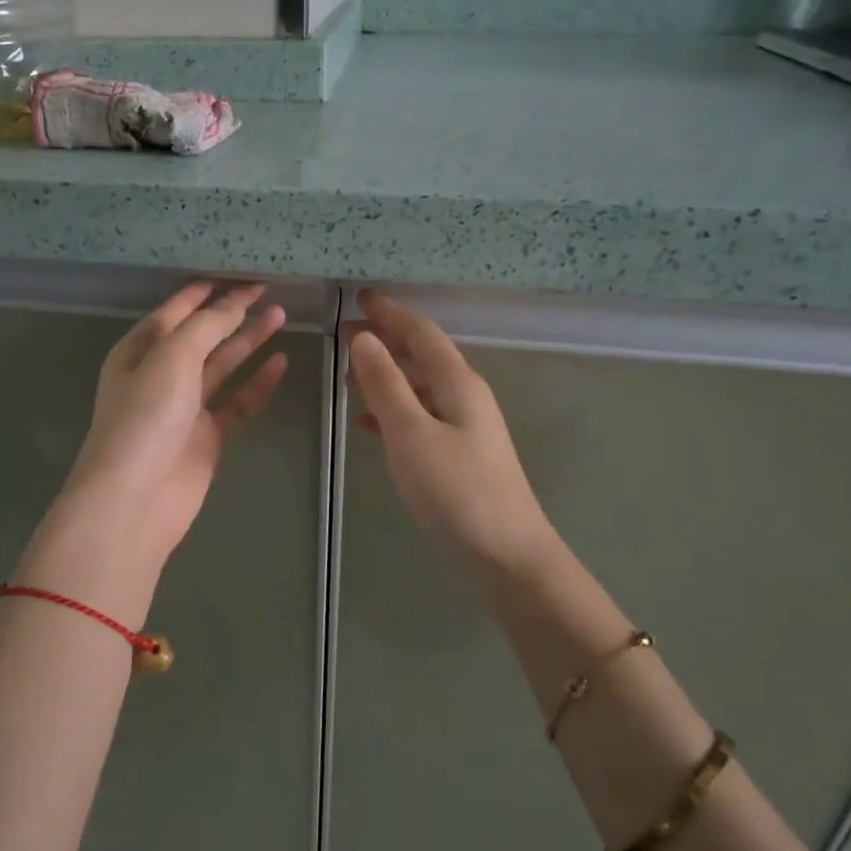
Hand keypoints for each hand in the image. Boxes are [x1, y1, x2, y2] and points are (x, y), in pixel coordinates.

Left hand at [57, 282, 287, 566]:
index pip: (175, 311)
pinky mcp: (206, 436)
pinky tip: (280, 362)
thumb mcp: (172, 357)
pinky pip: (236, 402)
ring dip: (248, 342)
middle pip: (201, 336)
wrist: (137, 497)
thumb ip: (206, 327)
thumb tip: (233, 304)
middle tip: (268, 291)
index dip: (205, 292)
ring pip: (222, 366)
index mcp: (139, 351)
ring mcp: (184, 408)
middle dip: (232, 313)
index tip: (238, 275)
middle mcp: (159, 375)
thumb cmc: (146, 417)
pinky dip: (257, 383)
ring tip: (280, 316)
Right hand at [347, 289, 556, 573]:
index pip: (421, 333)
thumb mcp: (411, 433)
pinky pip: (420, 417)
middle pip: (422, 356)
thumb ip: (386, 384)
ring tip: (348, 376)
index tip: (359, 298)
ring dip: (385, 376)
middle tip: (344, 334)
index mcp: (457, 382)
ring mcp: (465, 426)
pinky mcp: (459, 454)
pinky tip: (368, 423)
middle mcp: (465, 396)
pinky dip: (393, 411)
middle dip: (384, 341)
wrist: (506, 553)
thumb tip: (365, 339)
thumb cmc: (455, 490)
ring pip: (419, 387)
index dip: (390, 314)